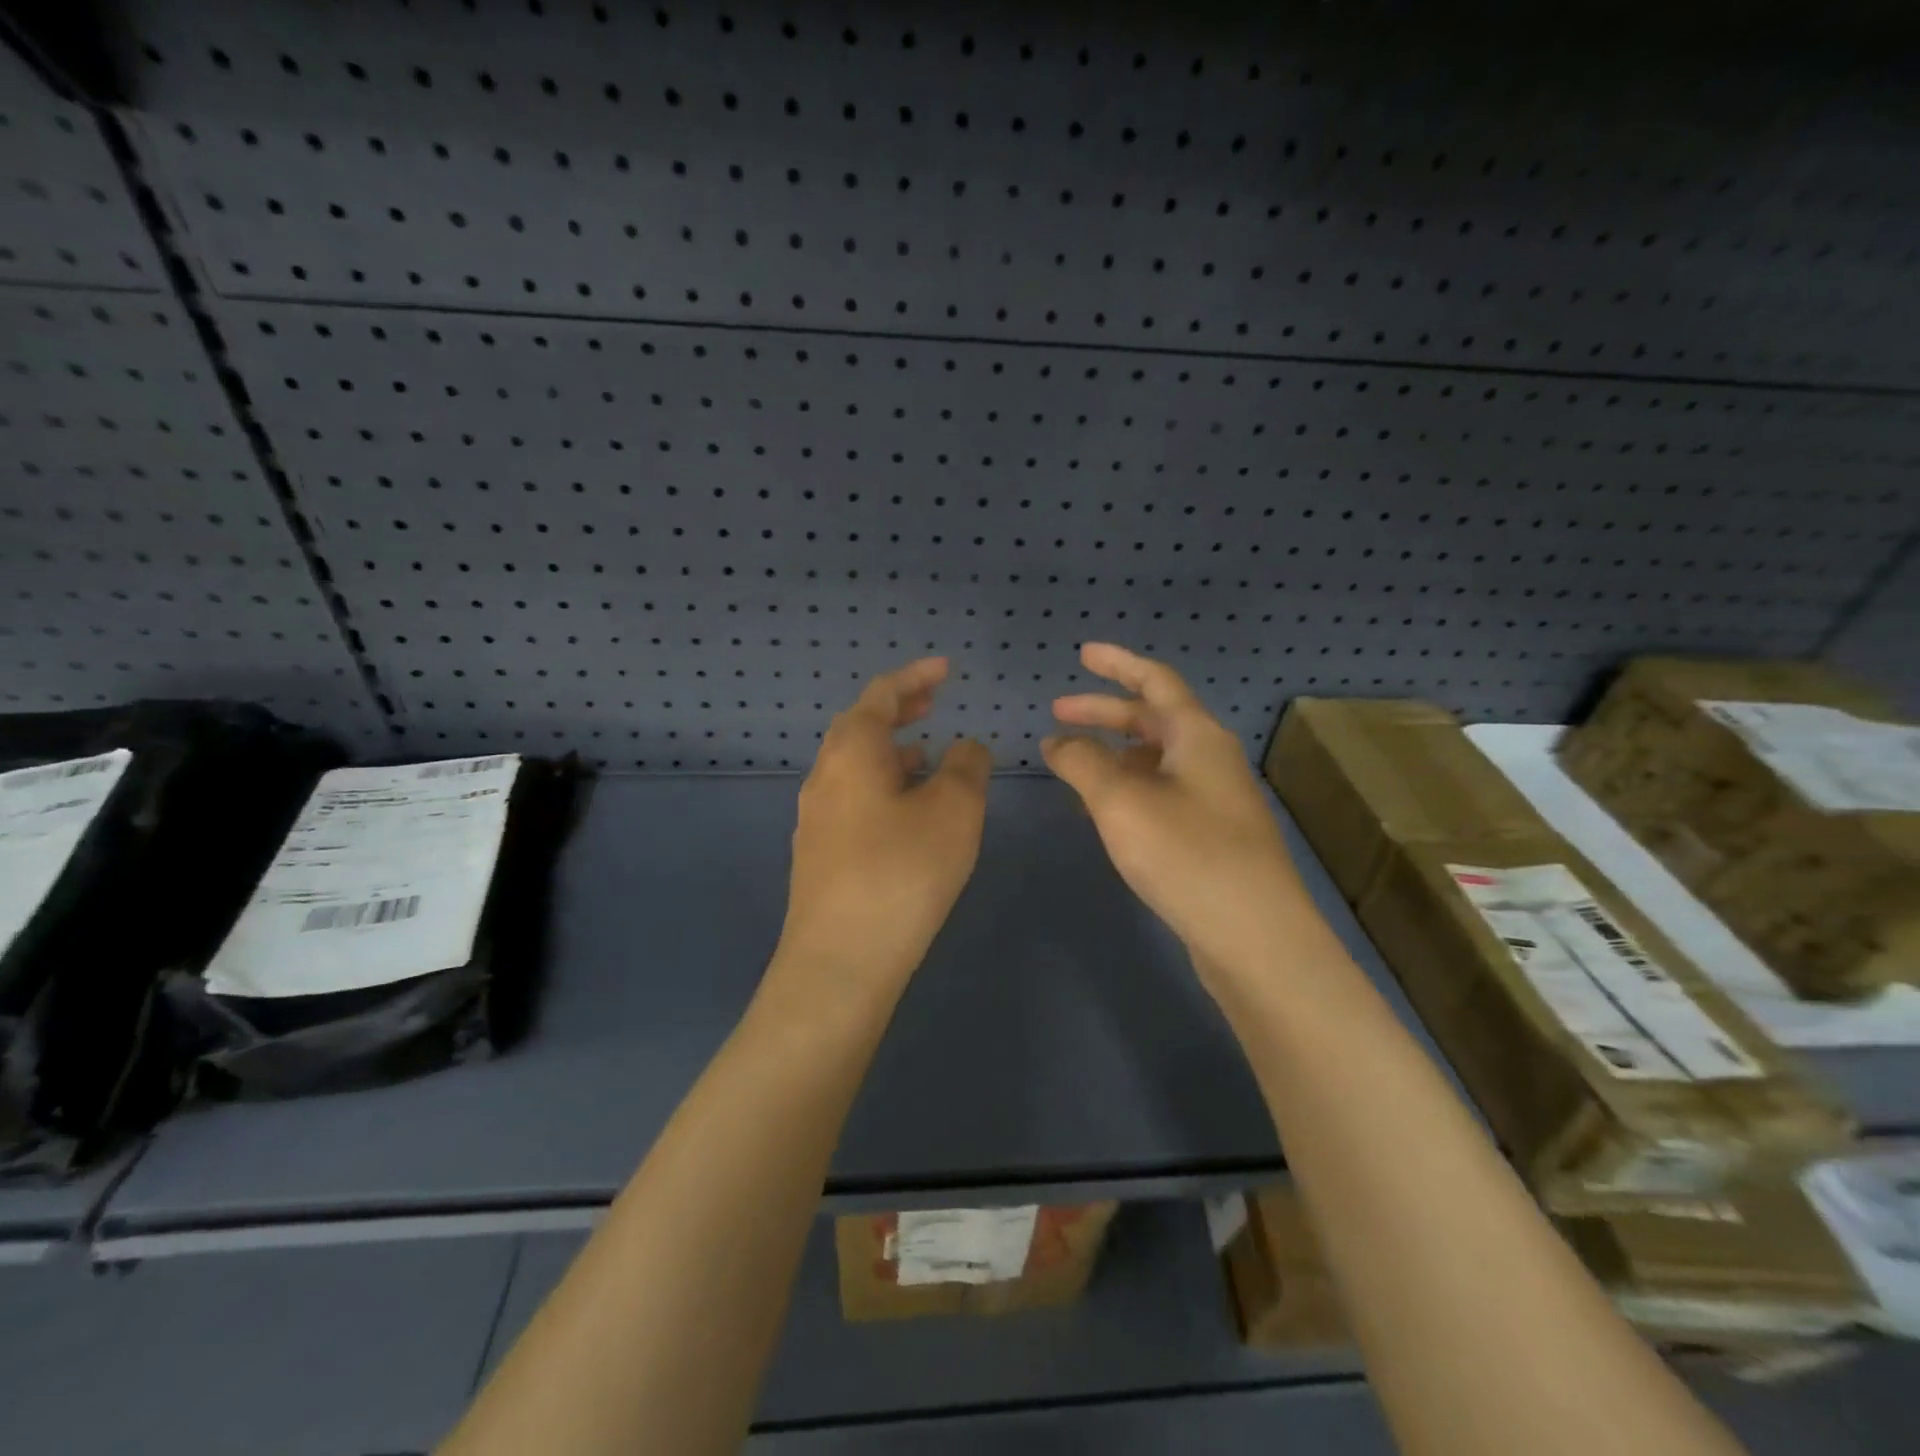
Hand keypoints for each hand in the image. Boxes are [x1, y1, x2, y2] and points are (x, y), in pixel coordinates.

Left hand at [773, 658, 991, 999]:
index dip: (915, 676)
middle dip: (899, 709)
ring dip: (891, 751)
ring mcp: (816, 817)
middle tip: (934, 702)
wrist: (840, 961)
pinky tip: (907, 811)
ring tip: (928, 753)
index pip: (881, 695)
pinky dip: (883, 785)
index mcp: (852, 753)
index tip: (946, 669)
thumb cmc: (902, 873)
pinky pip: (853, 799)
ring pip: (855, 766)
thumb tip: (966, 746)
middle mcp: (825, 777)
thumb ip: (966, 767)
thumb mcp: (953, 811)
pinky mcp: (820, 853)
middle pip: (860, 727)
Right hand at [1042, 644, 1307, 976]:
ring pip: (1158, 758)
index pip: (1154, 681)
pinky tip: (1109, 809)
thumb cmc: (1187, 854)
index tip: (1083, 653)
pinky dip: (1130, 786)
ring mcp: (1216, 798)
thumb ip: (1083, 763)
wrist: (1256, 937)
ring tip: (1075, 764)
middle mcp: (1211, 758)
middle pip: (1153, 719)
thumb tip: (1056, 740)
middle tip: (1058, 714)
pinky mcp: (1214, 835)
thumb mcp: (1121, 802)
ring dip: (1115, 752)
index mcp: (1197, 736)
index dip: (1117, 663)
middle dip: (1104, 712)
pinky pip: (1163, 791)